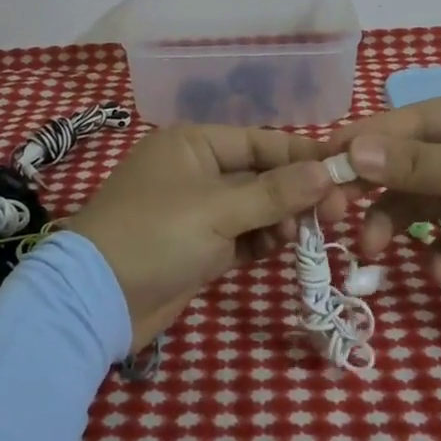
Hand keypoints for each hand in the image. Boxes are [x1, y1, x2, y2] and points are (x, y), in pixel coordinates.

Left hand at [67, 125, 350, 347]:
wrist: (97, 300)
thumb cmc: (156, 235)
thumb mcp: (217, 209)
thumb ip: (274, 193)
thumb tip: (327, 172)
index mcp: (194, 144)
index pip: (260, 141)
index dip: (302, 157)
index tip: (344, 172)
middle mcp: (197, 170)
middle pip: (260, 175)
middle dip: (296, 193)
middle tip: (336, 214)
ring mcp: (197, 211)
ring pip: (254, 207)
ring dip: (281, 219)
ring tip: (307, 236)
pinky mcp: (198, 247)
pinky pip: (241, 235)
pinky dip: (261, 241)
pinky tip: (281, 249)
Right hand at [328, 91, 440, 317]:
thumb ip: (412, 164)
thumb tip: (350, 151)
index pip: (401, 124)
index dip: (359, 145)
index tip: (318, 169)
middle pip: (402, 166)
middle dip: (371, 193)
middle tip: (335, 219)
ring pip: (416, 206)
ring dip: (394, 228)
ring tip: (375, 255)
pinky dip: (435, 255)